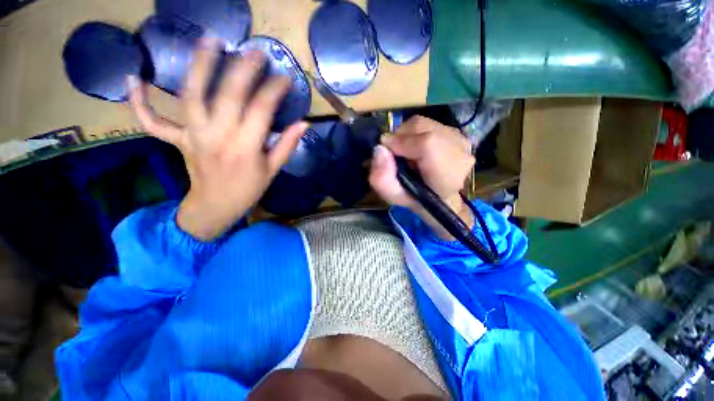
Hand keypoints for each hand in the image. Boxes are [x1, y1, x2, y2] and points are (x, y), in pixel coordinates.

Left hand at [128, 38, 307, 240]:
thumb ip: (287, 145)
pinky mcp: (176, 140)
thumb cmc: (249, 189)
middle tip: (254, 51)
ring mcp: (193, 136)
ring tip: (210, 41)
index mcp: (246, 148)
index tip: (284, 78)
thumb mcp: (273, 170)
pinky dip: (139, 101)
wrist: (216, 206)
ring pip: (191, 96)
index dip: (273, 91)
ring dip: (199, 66)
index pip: (261, 111)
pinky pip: (152, 121)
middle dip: (243, 70)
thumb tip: (304, 124)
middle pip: (228, 96)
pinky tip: (134, 78)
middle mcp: (218, 137)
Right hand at [369, 116, 474, 238]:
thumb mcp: (394, 197)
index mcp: (447, 176)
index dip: (401, 143)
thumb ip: (382, 179)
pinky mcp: (458, 133)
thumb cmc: (416, 199)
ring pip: (423, 123)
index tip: (385, 151)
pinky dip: (414, 132)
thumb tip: (379, 149)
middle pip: (422, 128)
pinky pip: (428, 123)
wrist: (440, 197)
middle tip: (393, 153)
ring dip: (406, 134)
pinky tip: (415, 146)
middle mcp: (460, 153)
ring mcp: (462, 140)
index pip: (427, 145)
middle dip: (399, 137)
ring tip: (404, 151)